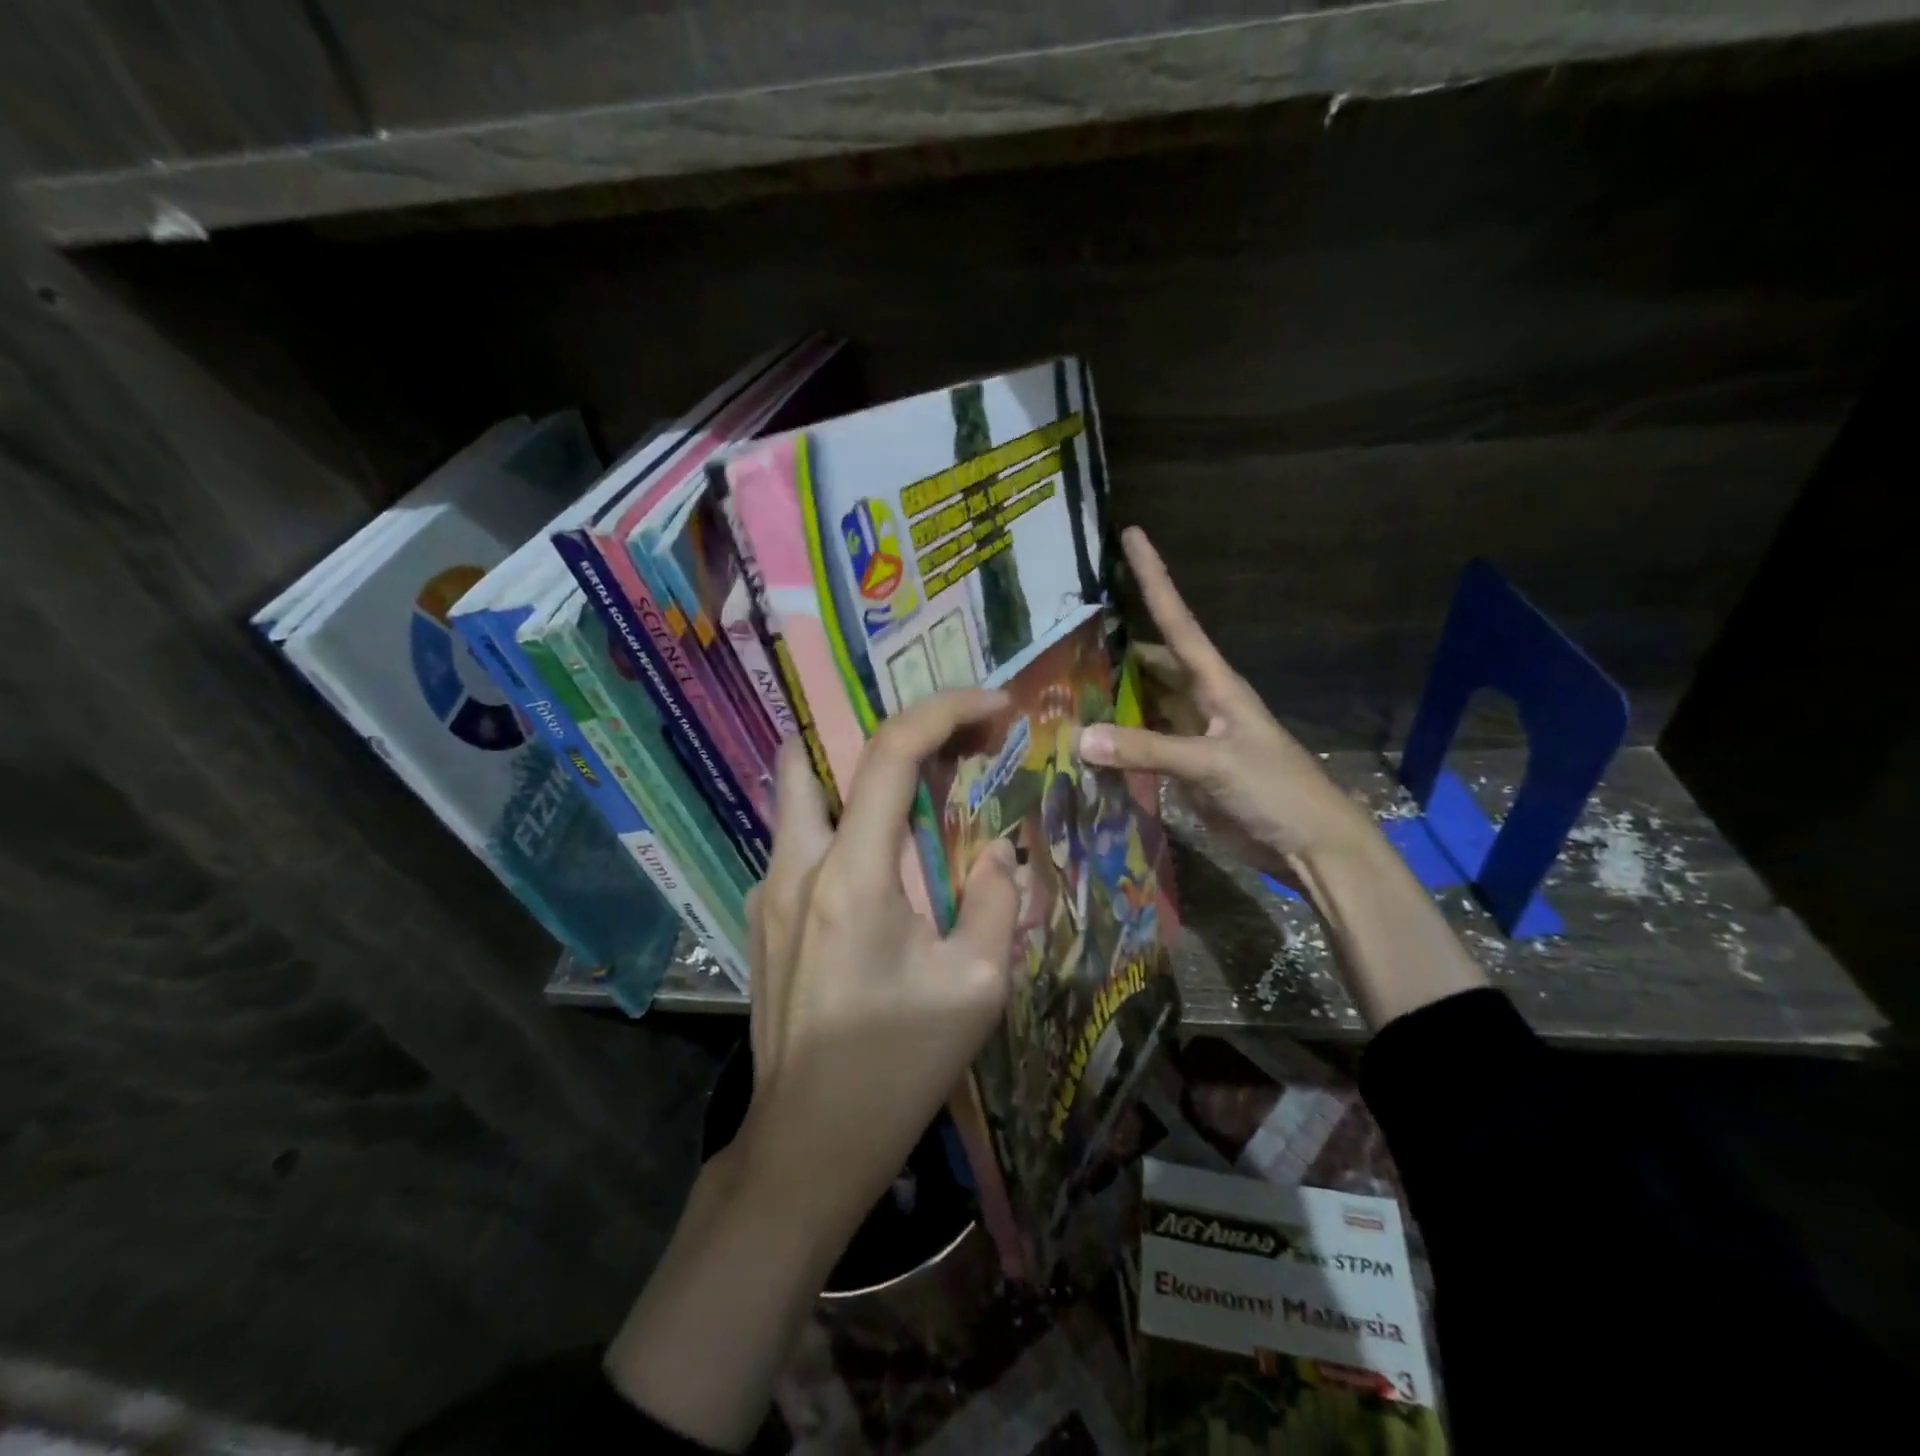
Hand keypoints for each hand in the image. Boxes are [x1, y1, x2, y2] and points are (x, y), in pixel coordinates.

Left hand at [606, 690, 1020, 1450]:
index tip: (993, 706)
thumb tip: (998, 850)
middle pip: (812, 754)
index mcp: (850, 875)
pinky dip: (839, 825)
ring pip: (798, 796)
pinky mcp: (760, 919)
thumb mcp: (977, 986)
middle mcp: (795, 866)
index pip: (890, 753)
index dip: (945, 711)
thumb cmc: (898, 1068)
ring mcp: (766, 892)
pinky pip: (798, 843)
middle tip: (936, 746)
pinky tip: (879, 869)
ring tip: (914, 799)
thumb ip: (997, 900)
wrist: (808, 1145)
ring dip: (853, 778)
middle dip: (876, 732)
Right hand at [1082, 528, 1374, 884]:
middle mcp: (1201, 701)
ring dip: (1114, 692)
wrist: (1308, 845)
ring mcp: (1193, 736)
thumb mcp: (1213, 763)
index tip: (1132, 535)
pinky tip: (1087, 739)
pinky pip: (1143, 744)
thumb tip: (1081, 736)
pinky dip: (1118, 739)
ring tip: (1064, 679)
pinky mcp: (1186, 770)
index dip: (1154, 578)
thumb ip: (1148, 749)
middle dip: (1118, 640)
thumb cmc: (1275, 790)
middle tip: (1069, 624)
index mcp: (1217, 684)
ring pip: (1146, 703)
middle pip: (1153, 660)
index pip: (1177, 620)